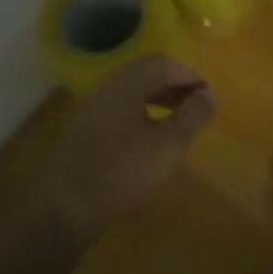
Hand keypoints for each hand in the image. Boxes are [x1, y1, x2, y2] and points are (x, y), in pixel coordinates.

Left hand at [44, 56, 215, 241]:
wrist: (63, 209)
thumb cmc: (121, 172)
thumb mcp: (167, 146)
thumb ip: (191, 117)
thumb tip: (209, 94)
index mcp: (127, 83)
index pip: (162, 64)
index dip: (188, 76)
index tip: (207, 95)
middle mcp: (107, 88)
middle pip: (145, 75)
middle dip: (173, 86)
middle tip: (195, 106)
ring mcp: (91, 110)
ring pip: (131, 93)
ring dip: (157, 100)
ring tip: (176, 123)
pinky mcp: (83, 133)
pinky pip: (118, 111)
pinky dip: (140, 115)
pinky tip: (147, 141)